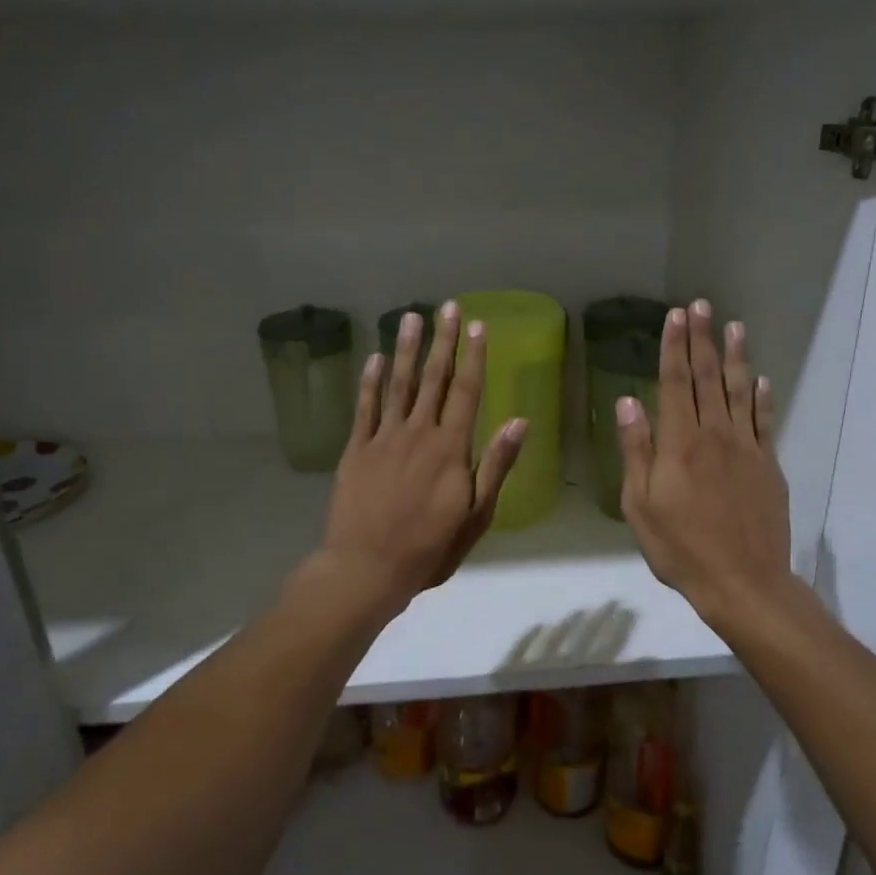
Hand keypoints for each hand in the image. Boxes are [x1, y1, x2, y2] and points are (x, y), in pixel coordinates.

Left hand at [317, 302, 524, 613]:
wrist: (366, 568)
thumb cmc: (429, 548)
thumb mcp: (476, 515)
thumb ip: (496, 465)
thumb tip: (519, 420)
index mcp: (451, 448)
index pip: (466, 392)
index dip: (474, 357)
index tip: (477, 326)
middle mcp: (418, 433)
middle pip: (433, 379)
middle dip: (442, 341)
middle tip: (447, 306)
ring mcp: (383, 438)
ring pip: (397, 384)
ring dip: (405, 349)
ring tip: (410, 317)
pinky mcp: (356, 450)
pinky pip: (365, 407)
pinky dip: (370, 381)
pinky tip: (375, 358)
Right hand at [617, 302, 791, 624]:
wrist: (742, 581)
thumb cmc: (680, 548)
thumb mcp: (640, 505)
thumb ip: (636, 450)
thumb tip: (627, 401)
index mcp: (679, 444)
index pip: (675, 383)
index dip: (674, 347)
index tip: (675, 316)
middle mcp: (715, 435)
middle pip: (708, 378)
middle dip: (702, 340)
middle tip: (701, 305)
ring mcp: (746, 449)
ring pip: (740, 392)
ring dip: (736, 357)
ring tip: (734, 326)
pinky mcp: (768, 466)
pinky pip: (765, 422)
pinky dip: (763, 397)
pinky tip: (762, 379)